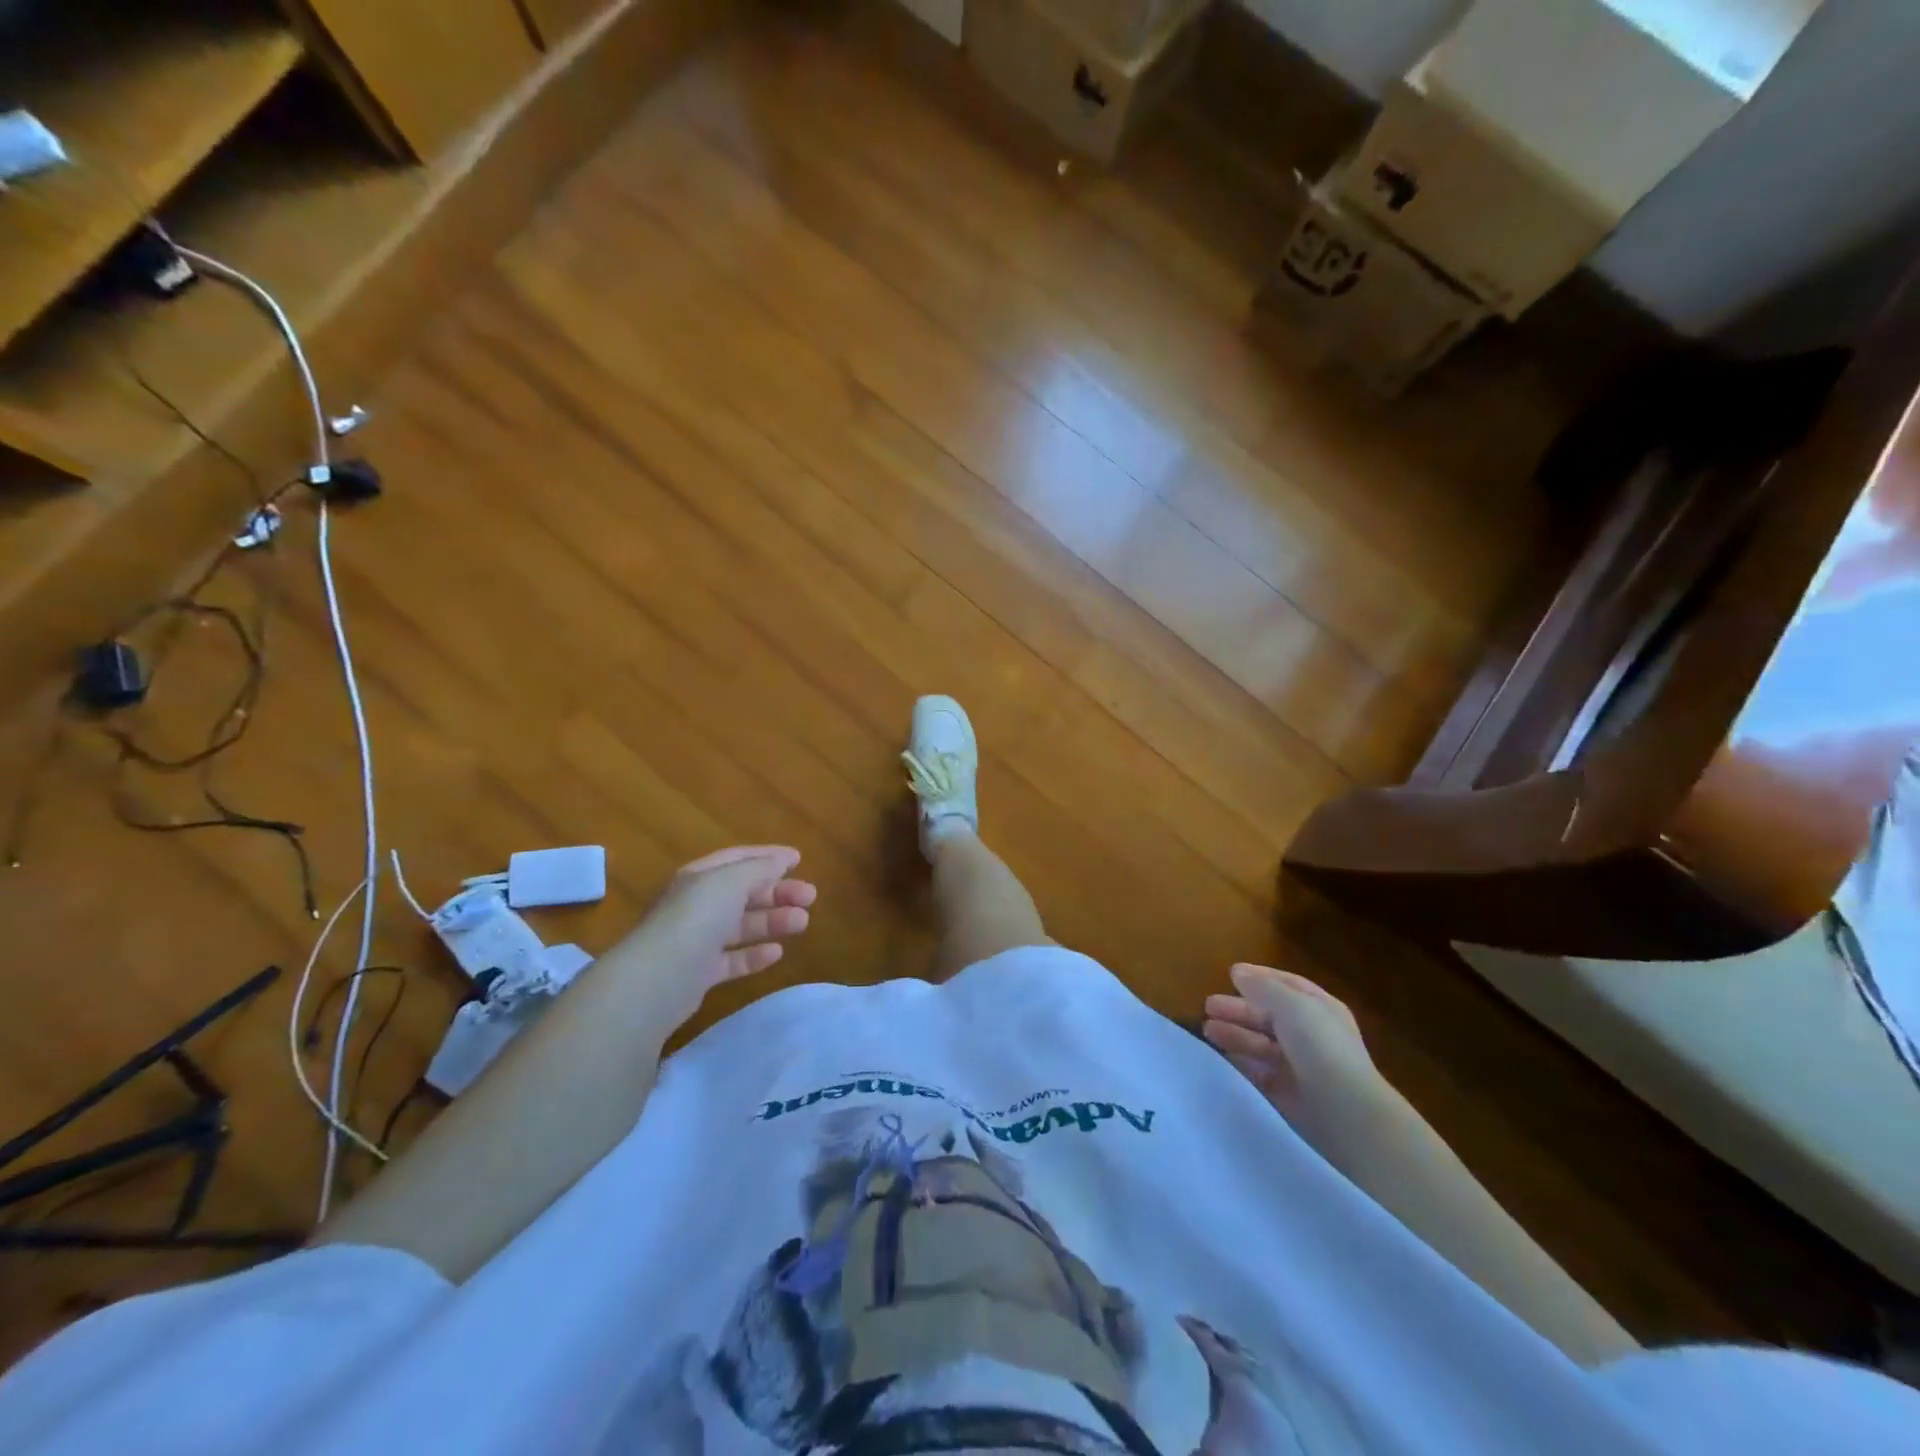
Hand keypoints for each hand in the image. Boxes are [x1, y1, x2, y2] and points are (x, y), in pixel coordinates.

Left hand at [627, 846, 815, 1029]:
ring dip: (773, 921)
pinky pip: (733, 959)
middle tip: (810, 897)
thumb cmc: (697, 918)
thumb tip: (782, 860)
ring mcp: (697, 940)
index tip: (799, 860)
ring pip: (742, 925)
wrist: (658, 978)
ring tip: (802, 923)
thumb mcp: (731, 881)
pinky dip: (755, 954)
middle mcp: (697, 905)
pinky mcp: (700, 973)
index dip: (768, 856)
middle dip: (778, 892)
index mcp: (700, 877)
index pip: (738, 859)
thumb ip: (760, 868)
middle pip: (744, 893)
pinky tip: (776, 953)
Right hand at [1204, 964, 1396, 1149]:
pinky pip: (1260, 1074)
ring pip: (1262, 1044)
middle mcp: (1313, 1036)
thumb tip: (1238, 972)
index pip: (1287, 985)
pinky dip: (1241, 1064)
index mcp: (1320, 1009)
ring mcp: (1302, 1067)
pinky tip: (1223, 1059)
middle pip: (1270, 1016)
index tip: (1229, 974)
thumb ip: (1262, 986)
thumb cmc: (1320, 1048)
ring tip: (1208, 1031)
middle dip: (1240, 1009)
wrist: (1346, 1113)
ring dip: (1236, 1034)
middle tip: (1207, 1006)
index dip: (1260, 977)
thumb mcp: (1292, 1005)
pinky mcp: (1290, 1096)